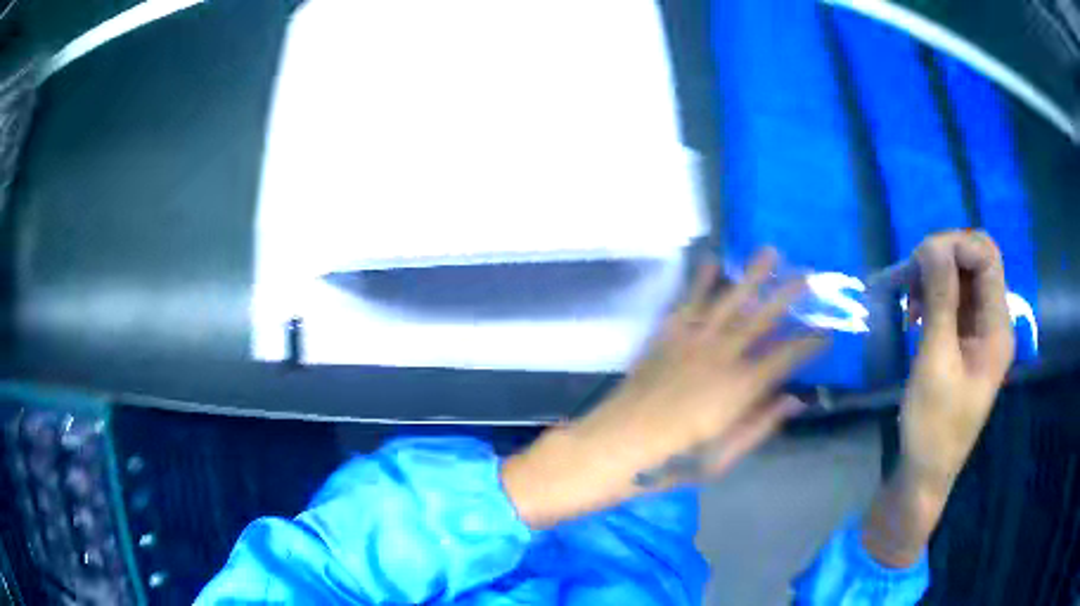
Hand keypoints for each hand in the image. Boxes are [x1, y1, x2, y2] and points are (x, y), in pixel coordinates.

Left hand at [502, 248, 826, 527]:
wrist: (618, 445)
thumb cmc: (674, 460)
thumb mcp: (725, 455)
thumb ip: (761, 423)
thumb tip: (794, 399)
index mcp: (742, 387)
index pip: (787, 357)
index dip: (810, 344)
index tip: (827, 333)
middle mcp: (723, 355)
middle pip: (763, 318)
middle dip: (788, 295)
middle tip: (807, 275)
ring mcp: (693, 341)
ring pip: (730, 300)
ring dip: (752, 275)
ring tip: (770, 252)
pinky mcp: (667, 336)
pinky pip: (689, 302)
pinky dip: (701, 281)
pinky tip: (712, 262)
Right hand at [862, 230, 1014, 566]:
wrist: (925, 474)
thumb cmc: (933, 425)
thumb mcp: (935, 361)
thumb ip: (940, 300)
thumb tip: (932, 244)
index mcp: (997, 327)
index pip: (987, 256)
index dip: (956, 245)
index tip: (920, 260)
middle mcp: (993, 322)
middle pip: (976, 262)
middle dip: (942, 258)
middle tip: (910, 278)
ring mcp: (979, 332)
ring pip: (962, 279)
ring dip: (934, 278)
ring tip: (908, 301)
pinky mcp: (964, 342)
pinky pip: (953, 301)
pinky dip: (933, 297)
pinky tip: (914, 314)